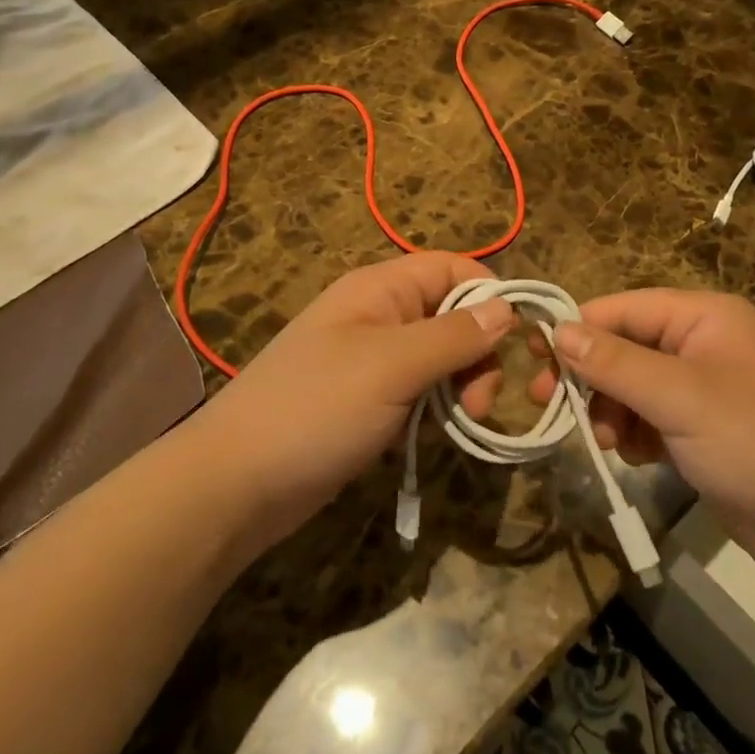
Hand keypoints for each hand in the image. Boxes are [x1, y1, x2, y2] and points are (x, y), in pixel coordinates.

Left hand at [191, 252, 517, 551]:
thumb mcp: (392, 366)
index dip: (489, 295)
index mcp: (380, 289)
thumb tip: (507, 308)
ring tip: (462, 423)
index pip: (452, 268)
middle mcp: (379, 316)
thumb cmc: (316, 409)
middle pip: (453, 315)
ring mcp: (373, 362)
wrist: (236, 485)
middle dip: (479, 352)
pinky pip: (421, 392)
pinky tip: (437, 437)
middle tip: (480, 402)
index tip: (518, 341)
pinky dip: (438, 410)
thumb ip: (453, 335)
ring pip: (441, 358)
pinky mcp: (370, 403)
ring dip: (462, 386)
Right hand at [533, 289, 754, 588]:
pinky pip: (653, 419)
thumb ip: (615, 363)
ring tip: (605, 442)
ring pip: (634, 386)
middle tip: (548, 404)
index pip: (622, 309)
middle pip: (625, 347)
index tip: (532, 358)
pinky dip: (636, 435)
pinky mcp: (706, 431)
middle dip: (590, 377)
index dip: (577, 330)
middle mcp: (703, 344)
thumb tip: (558, 330)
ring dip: (611, 411)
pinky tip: (637, 459)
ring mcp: (706, 389)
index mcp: (704, 317)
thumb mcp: (680, 398)